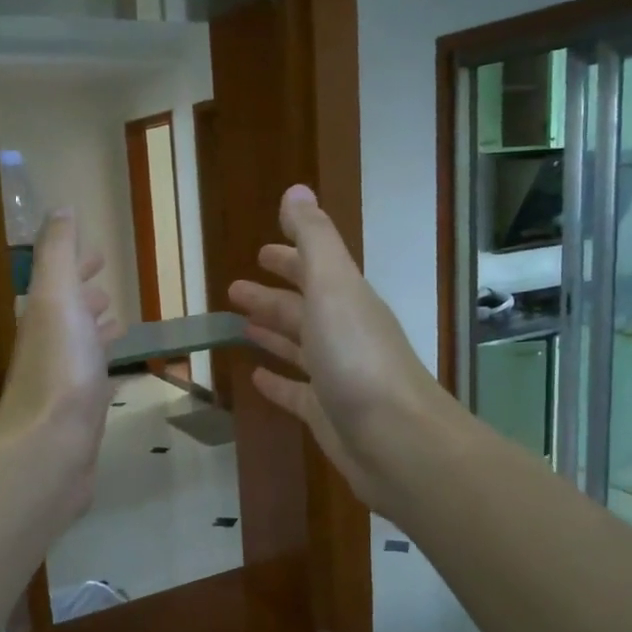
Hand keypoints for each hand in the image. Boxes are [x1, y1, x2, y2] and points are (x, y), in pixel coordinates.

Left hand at [0, 210, 120, 520]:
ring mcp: (65, 384)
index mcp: (44, 317)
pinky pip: (96, 382)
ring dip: (98, 333)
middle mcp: (50, 347)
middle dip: (87, 297)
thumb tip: (59, 208)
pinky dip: (107, 370)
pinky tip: (119, 377)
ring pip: (83, 348)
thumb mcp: (57, 298)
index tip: (99, 254)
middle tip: (108, 288)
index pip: (61, 282)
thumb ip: (59, 254)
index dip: (77, 266)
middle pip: (69, 315)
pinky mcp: (81, 416)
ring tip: (121, 325)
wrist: (49, 448)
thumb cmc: (59, 368)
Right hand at [228, 185, 446, 517]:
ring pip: (298, 348)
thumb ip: (314, 239)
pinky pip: (295, 392)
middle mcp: (343, 334)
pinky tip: (254, 377)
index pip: (314, 270)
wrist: (397, 441)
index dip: (289, 257)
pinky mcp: (326, 414)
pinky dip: (277, 381)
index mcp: (346, 300)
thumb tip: (296, 190)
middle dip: (272, 297)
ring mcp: (336, 376)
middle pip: (303, 309)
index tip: (261, 251)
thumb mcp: (333, 287)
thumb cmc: (359, 358)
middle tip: (235, 289)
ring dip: (272, 333)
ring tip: (239, 326)